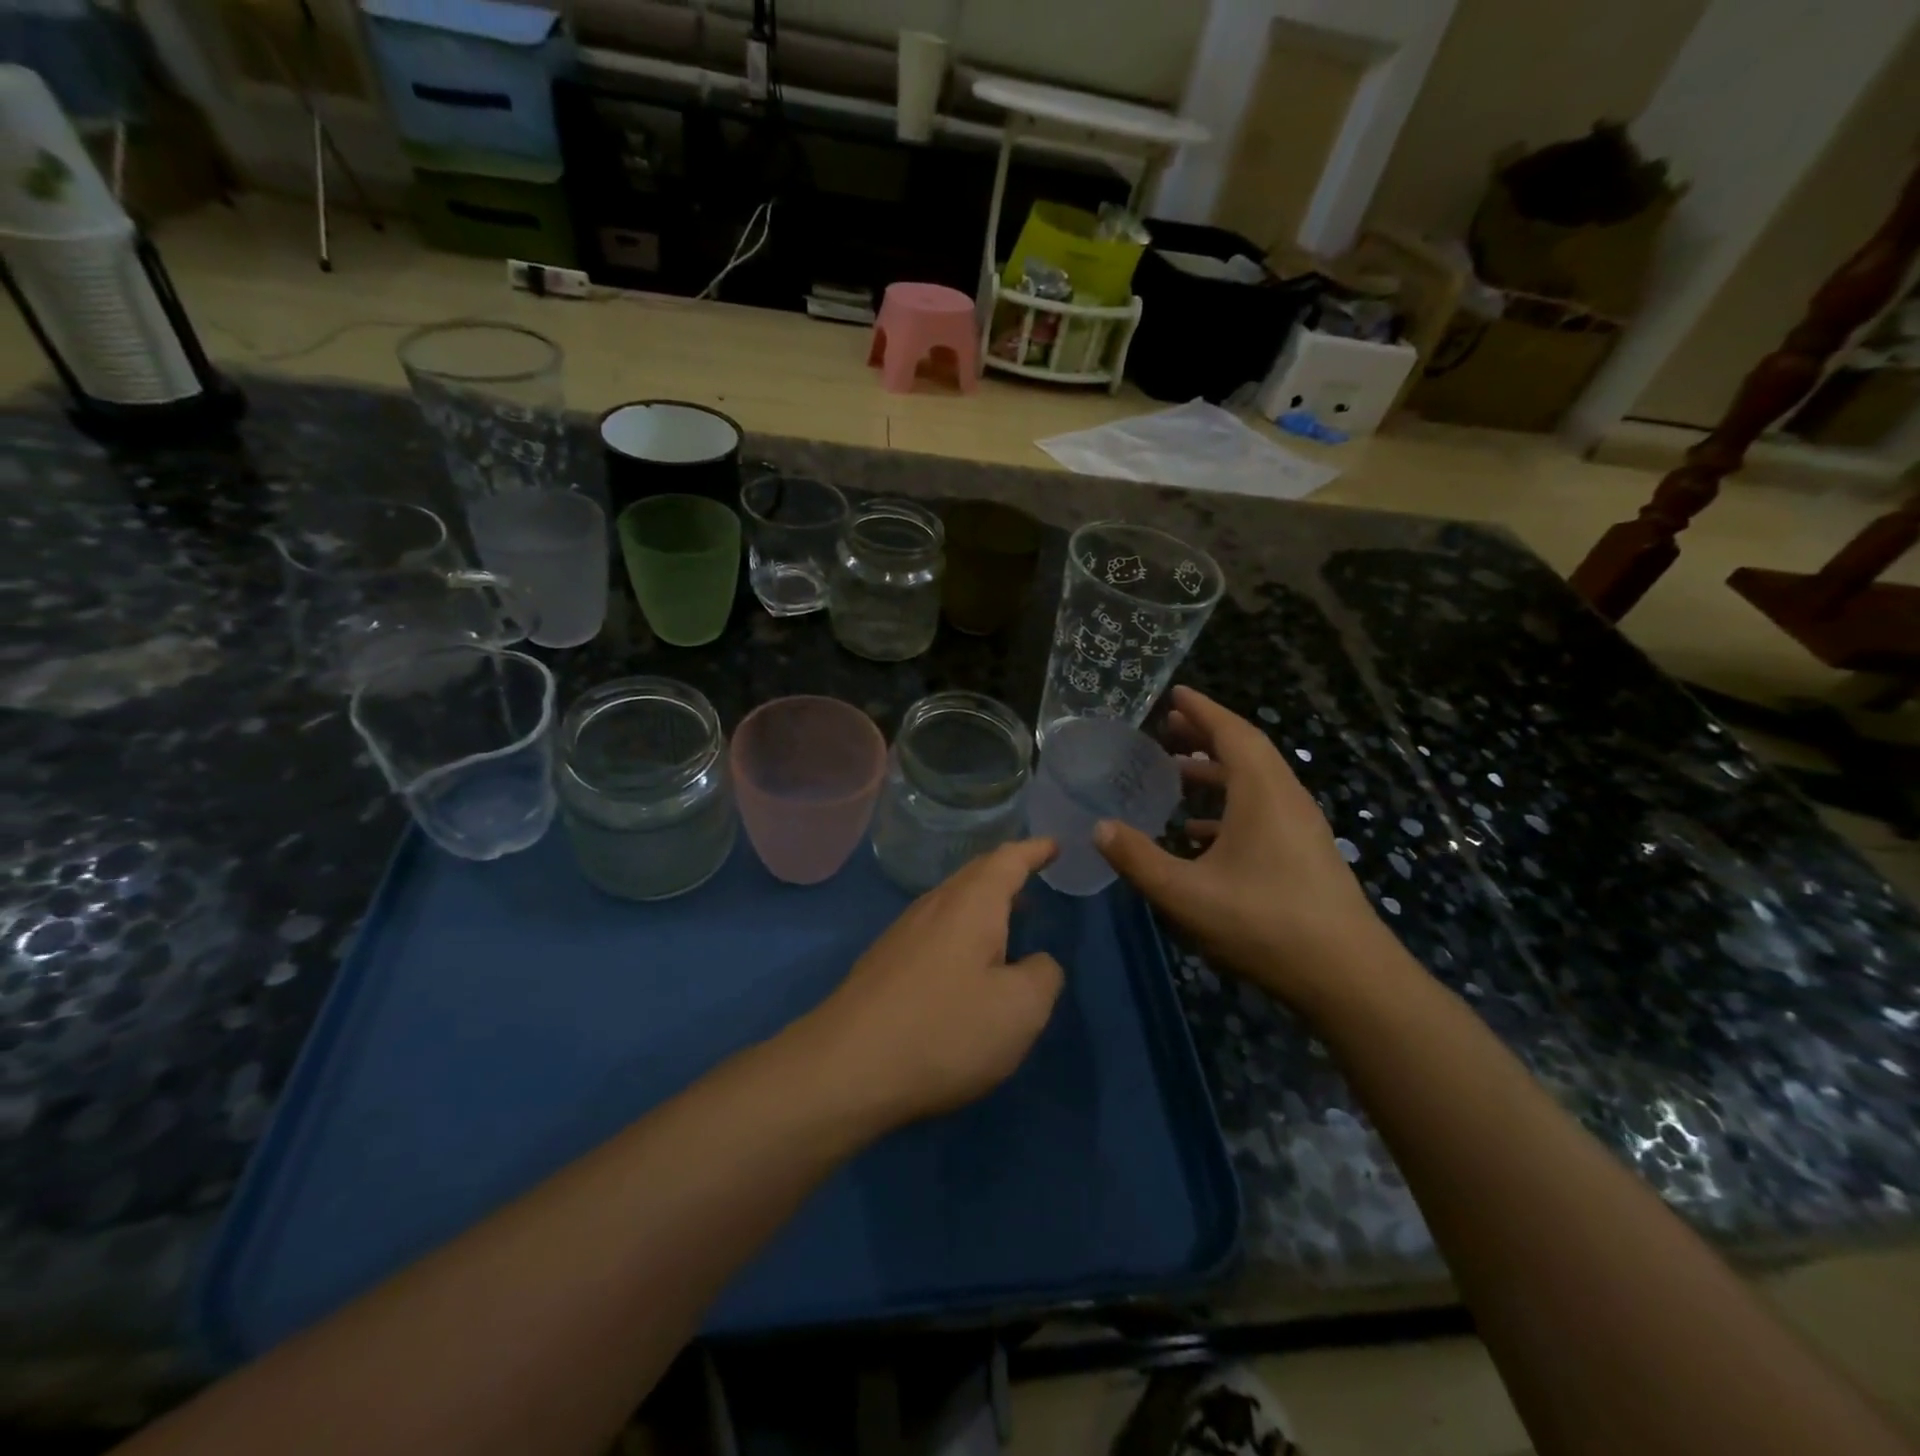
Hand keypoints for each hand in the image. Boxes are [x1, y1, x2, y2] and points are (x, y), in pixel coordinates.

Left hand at [807, 840, 1063, 1128]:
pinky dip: (962, 929)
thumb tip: (1038, 962)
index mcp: (971, 904)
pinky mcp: (885, 963)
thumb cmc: (944, 1030)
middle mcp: (934, 906)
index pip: (1008, 860)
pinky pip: (935, 928)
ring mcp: (903, 933)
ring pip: (952, 902)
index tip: (1054, 844)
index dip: (1034, 850)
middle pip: (975, 875)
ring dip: (983, 903)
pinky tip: (967, 961)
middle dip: (1006, 872)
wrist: (846, 1068)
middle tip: (1034, 875)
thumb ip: (1043, 976)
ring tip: (1009, 917)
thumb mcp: (1019, 1010)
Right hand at [1095, 687, 1398, 1013]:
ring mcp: (1300, 828)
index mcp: (1263, 794)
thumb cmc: (1264, 924)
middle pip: (1245, 751)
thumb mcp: (1186, 894)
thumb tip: (1099, 828)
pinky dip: (1228, 806)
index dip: (1201, 710)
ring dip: (1216, 772)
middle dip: (1205, 736)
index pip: (1232, 733)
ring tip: (1176, 773)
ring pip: (1255, 783)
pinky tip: (1199, 833)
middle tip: (1165, 731)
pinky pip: (1262, 811)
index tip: (1174, 694)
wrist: (1348, 978)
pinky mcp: (1304, 854)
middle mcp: (1286, 800)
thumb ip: (1138, 859)